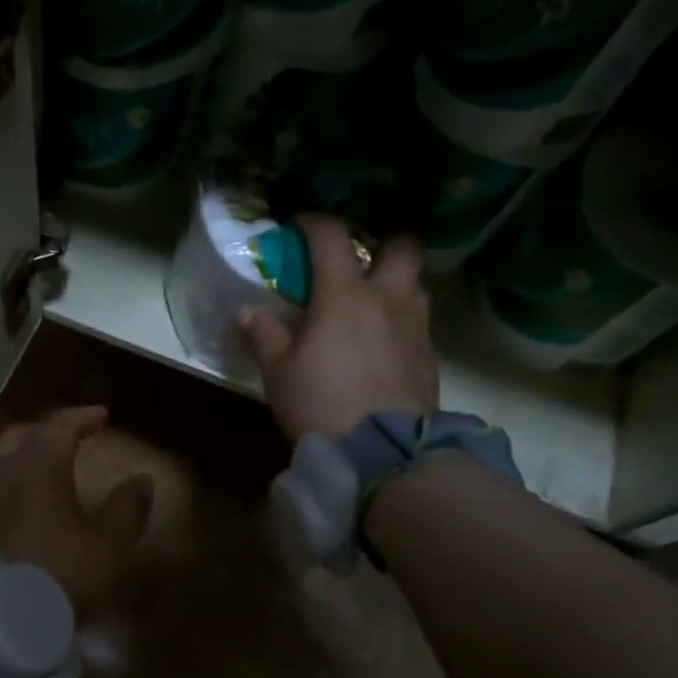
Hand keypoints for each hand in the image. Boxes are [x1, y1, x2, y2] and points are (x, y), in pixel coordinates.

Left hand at [0, 406, 153, 618]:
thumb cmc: (57, 573)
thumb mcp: (107, 546)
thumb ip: (126, 510)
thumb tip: (141, 479)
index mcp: (38, 466)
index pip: (59, 426)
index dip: (81, 417)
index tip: (101, 415)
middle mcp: (3, 473)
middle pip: (21, 436)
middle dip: (47, 431)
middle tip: (69, 438)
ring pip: (1, 462)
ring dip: (25, 458)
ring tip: (47, 471)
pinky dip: (12, 486)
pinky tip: (23, 507)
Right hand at [239, 215, 438, 442]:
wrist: (383, 454)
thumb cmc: (321, 404)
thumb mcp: (279, 373)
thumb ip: (264, 335)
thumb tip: (247, 311)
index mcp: (345, 295)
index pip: (332, 237)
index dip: (315, 222)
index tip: (300, 225)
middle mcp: (388, 299)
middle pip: (403, 246)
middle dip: (383, 241)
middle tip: (360, 258)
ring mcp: (416, 327)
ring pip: (416, 283)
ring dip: (397, 281)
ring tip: (372, 301)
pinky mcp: (431, 357)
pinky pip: (419, 321)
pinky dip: (402, 319)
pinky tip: (384, 342)